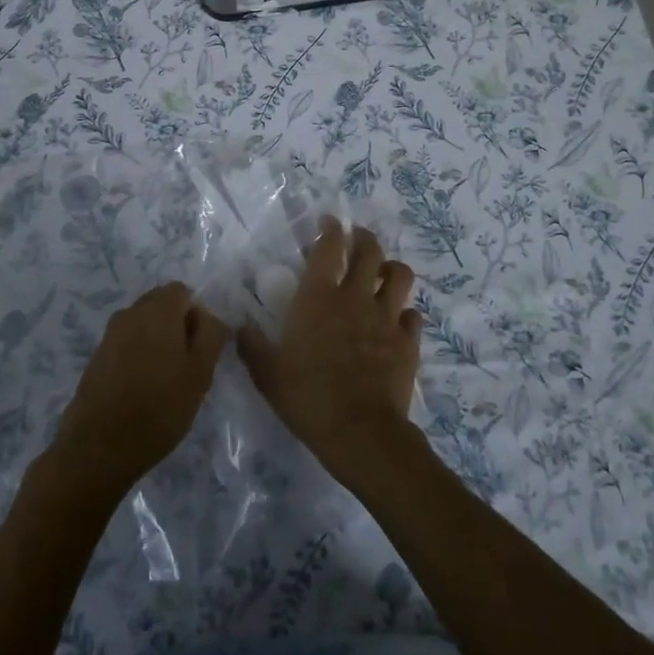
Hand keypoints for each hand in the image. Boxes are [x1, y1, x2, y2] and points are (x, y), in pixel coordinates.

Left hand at [51, 282, 227, 498]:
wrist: (98, 448)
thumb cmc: (158, 408)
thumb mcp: (200, 373)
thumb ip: (211, 335)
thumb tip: (211, 316)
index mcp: (157, 309)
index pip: (183, 292)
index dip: (198, 316)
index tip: (201, 350)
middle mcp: (130, 312)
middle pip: (162, 306)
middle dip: (178, 329)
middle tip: (188, 368)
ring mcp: (109, 334)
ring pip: (144, 326)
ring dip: (159, 344)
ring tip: (167, 383)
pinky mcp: (97, 357)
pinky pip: (127, 344)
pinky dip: (140, 358)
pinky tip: (143, 391)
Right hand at [237, 218, 421, 488]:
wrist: (360, 432)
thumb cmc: (308, 398)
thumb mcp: (268, 374)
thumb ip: (253, 346)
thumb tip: (240, 326)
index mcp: (317, 298)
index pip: (328, 247)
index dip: (330, 229)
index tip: (329, 222)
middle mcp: (354, 297)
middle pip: (369, 251)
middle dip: (364, 238)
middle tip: (358, 239)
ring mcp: (386, 317)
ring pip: (399, 275)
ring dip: (391, 268)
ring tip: (384, 273)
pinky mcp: (408, 341)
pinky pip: (413, 316)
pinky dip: (406, 314)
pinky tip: (398, 321)